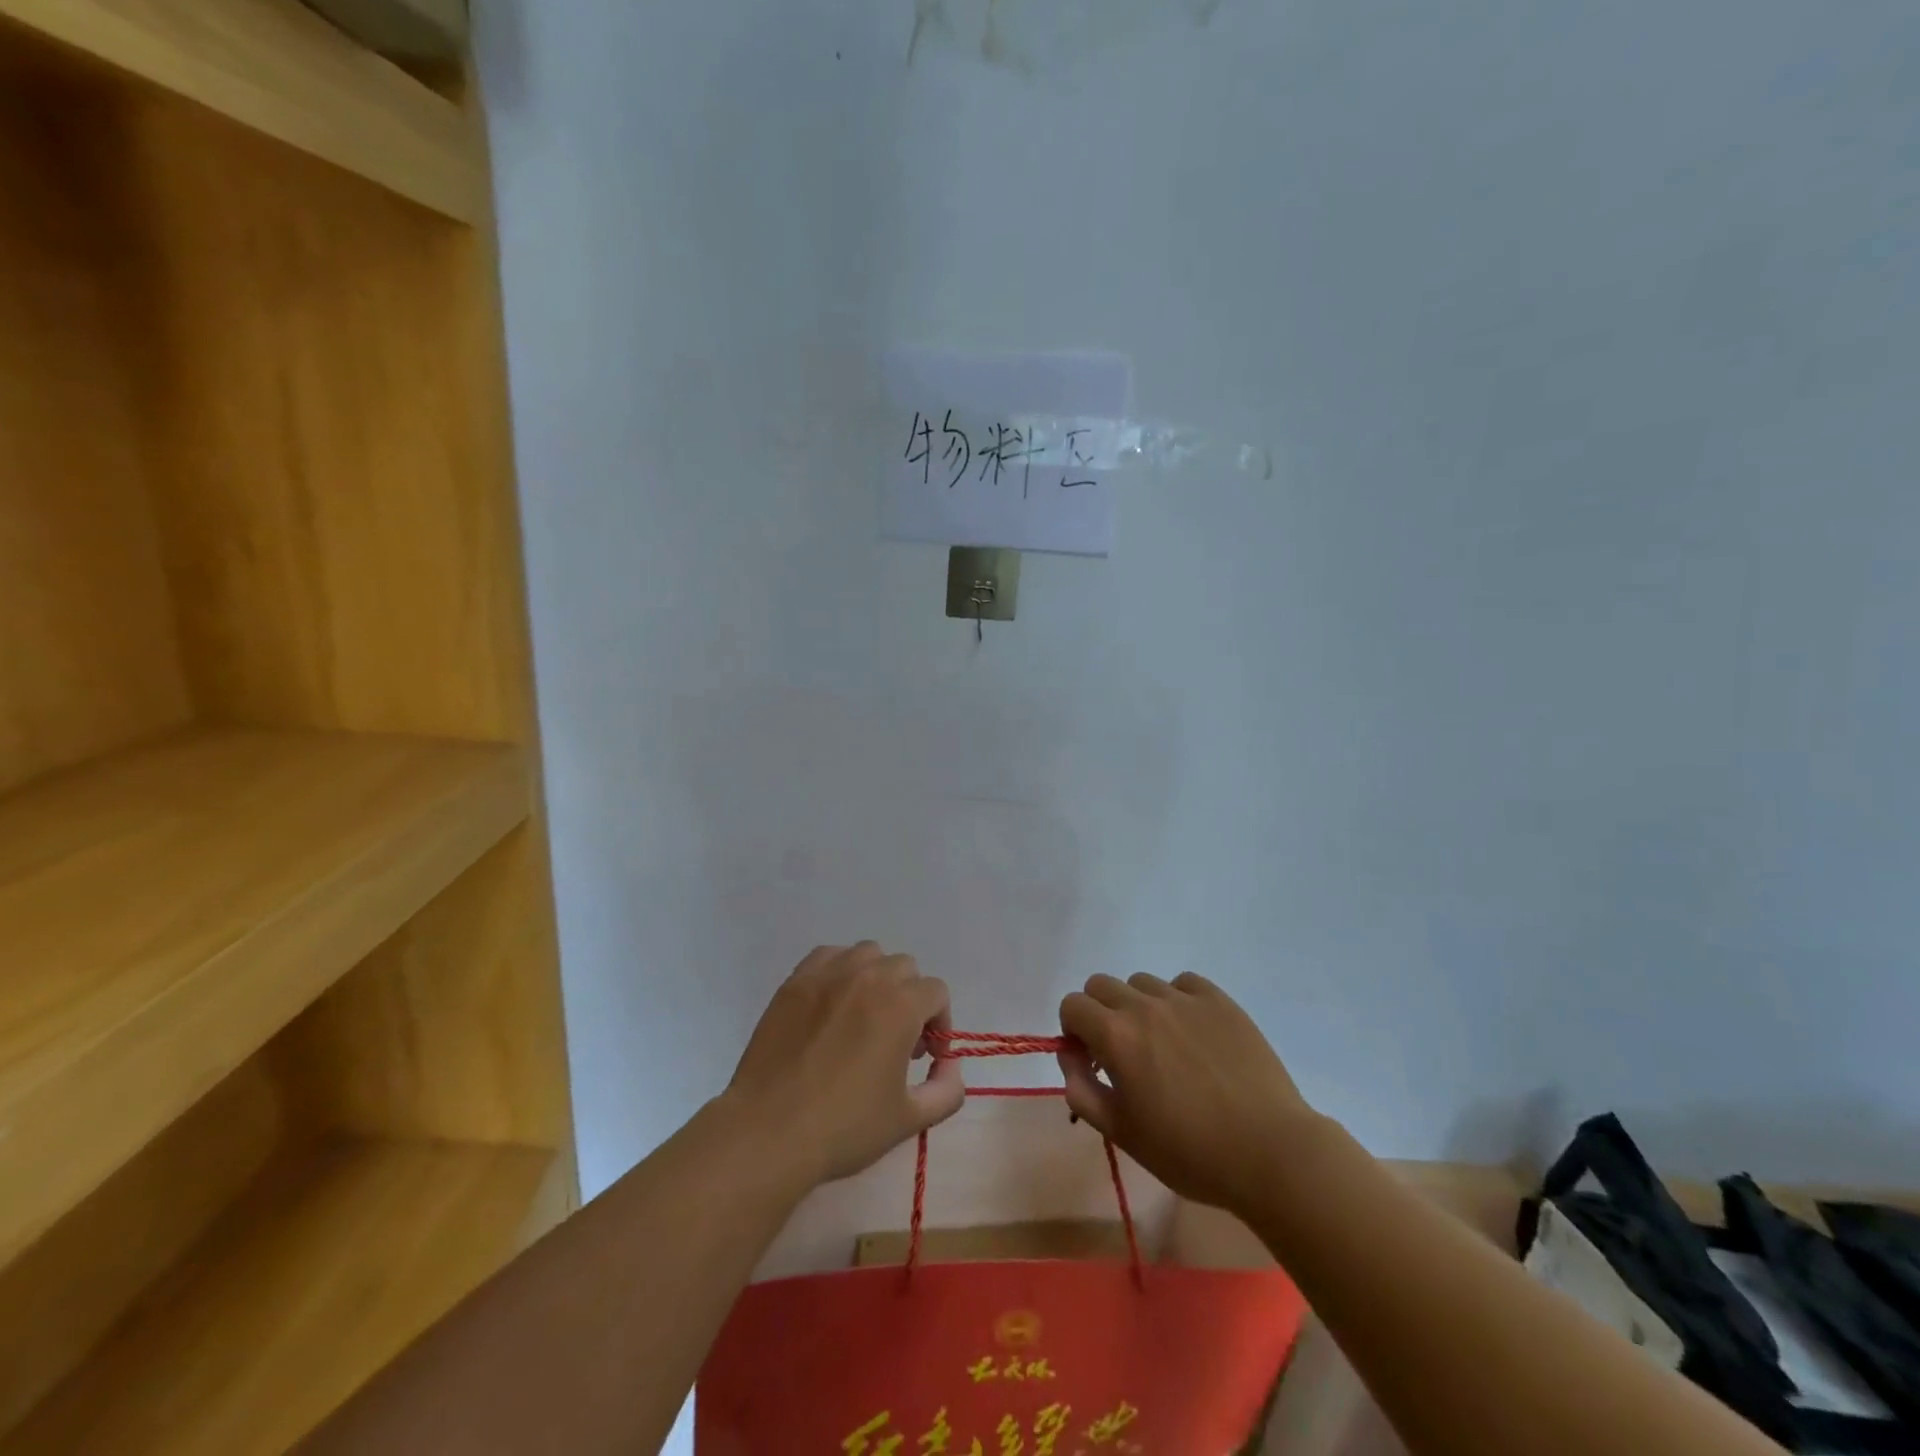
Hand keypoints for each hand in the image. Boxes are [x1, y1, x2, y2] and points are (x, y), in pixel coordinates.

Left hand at [723, 943, 964, 1187]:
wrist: (769, 1132)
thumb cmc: (844, 1127)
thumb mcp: (909, 1119)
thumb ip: (947, 1089)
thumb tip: (950, 1065)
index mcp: (901, 1005)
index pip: (936, 992)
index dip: (939, 1023)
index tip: (924, 1057)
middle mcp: (868, 977)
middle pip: (905, 968)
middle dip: (909, 999)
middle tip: (896, 1041)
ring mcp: (828, 974)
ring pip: (868, 954)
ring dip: (876, 978)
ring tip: (863, 1017)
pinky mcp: (795, 981)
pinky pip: (829, 956)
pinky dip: (839, 971)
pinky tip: (832, 1006)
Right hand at [1058, 973, 1321, 1215]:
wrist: (1270, 1152)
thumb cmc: (1189, 1153)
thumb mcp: (1122, 1133)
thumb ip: (1082, 1090)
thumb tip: (1070, 1057)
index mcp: (1115, 1035)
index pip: (1072, 1005)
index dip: (1073, 1031)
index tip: (1091, 1060)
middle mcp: (1144, 1005)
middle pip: (1101, 985)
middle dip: (1099, 1013)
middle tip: (1122, 1052)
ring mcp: (1185, 999)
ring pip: (1141, 982)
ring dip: (1138, 1006)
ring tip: (1163, 1045)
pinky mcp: (1220, 1000)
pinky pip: (1183, 983)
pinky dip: (1177, 1000)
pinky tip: (1193, 1034)